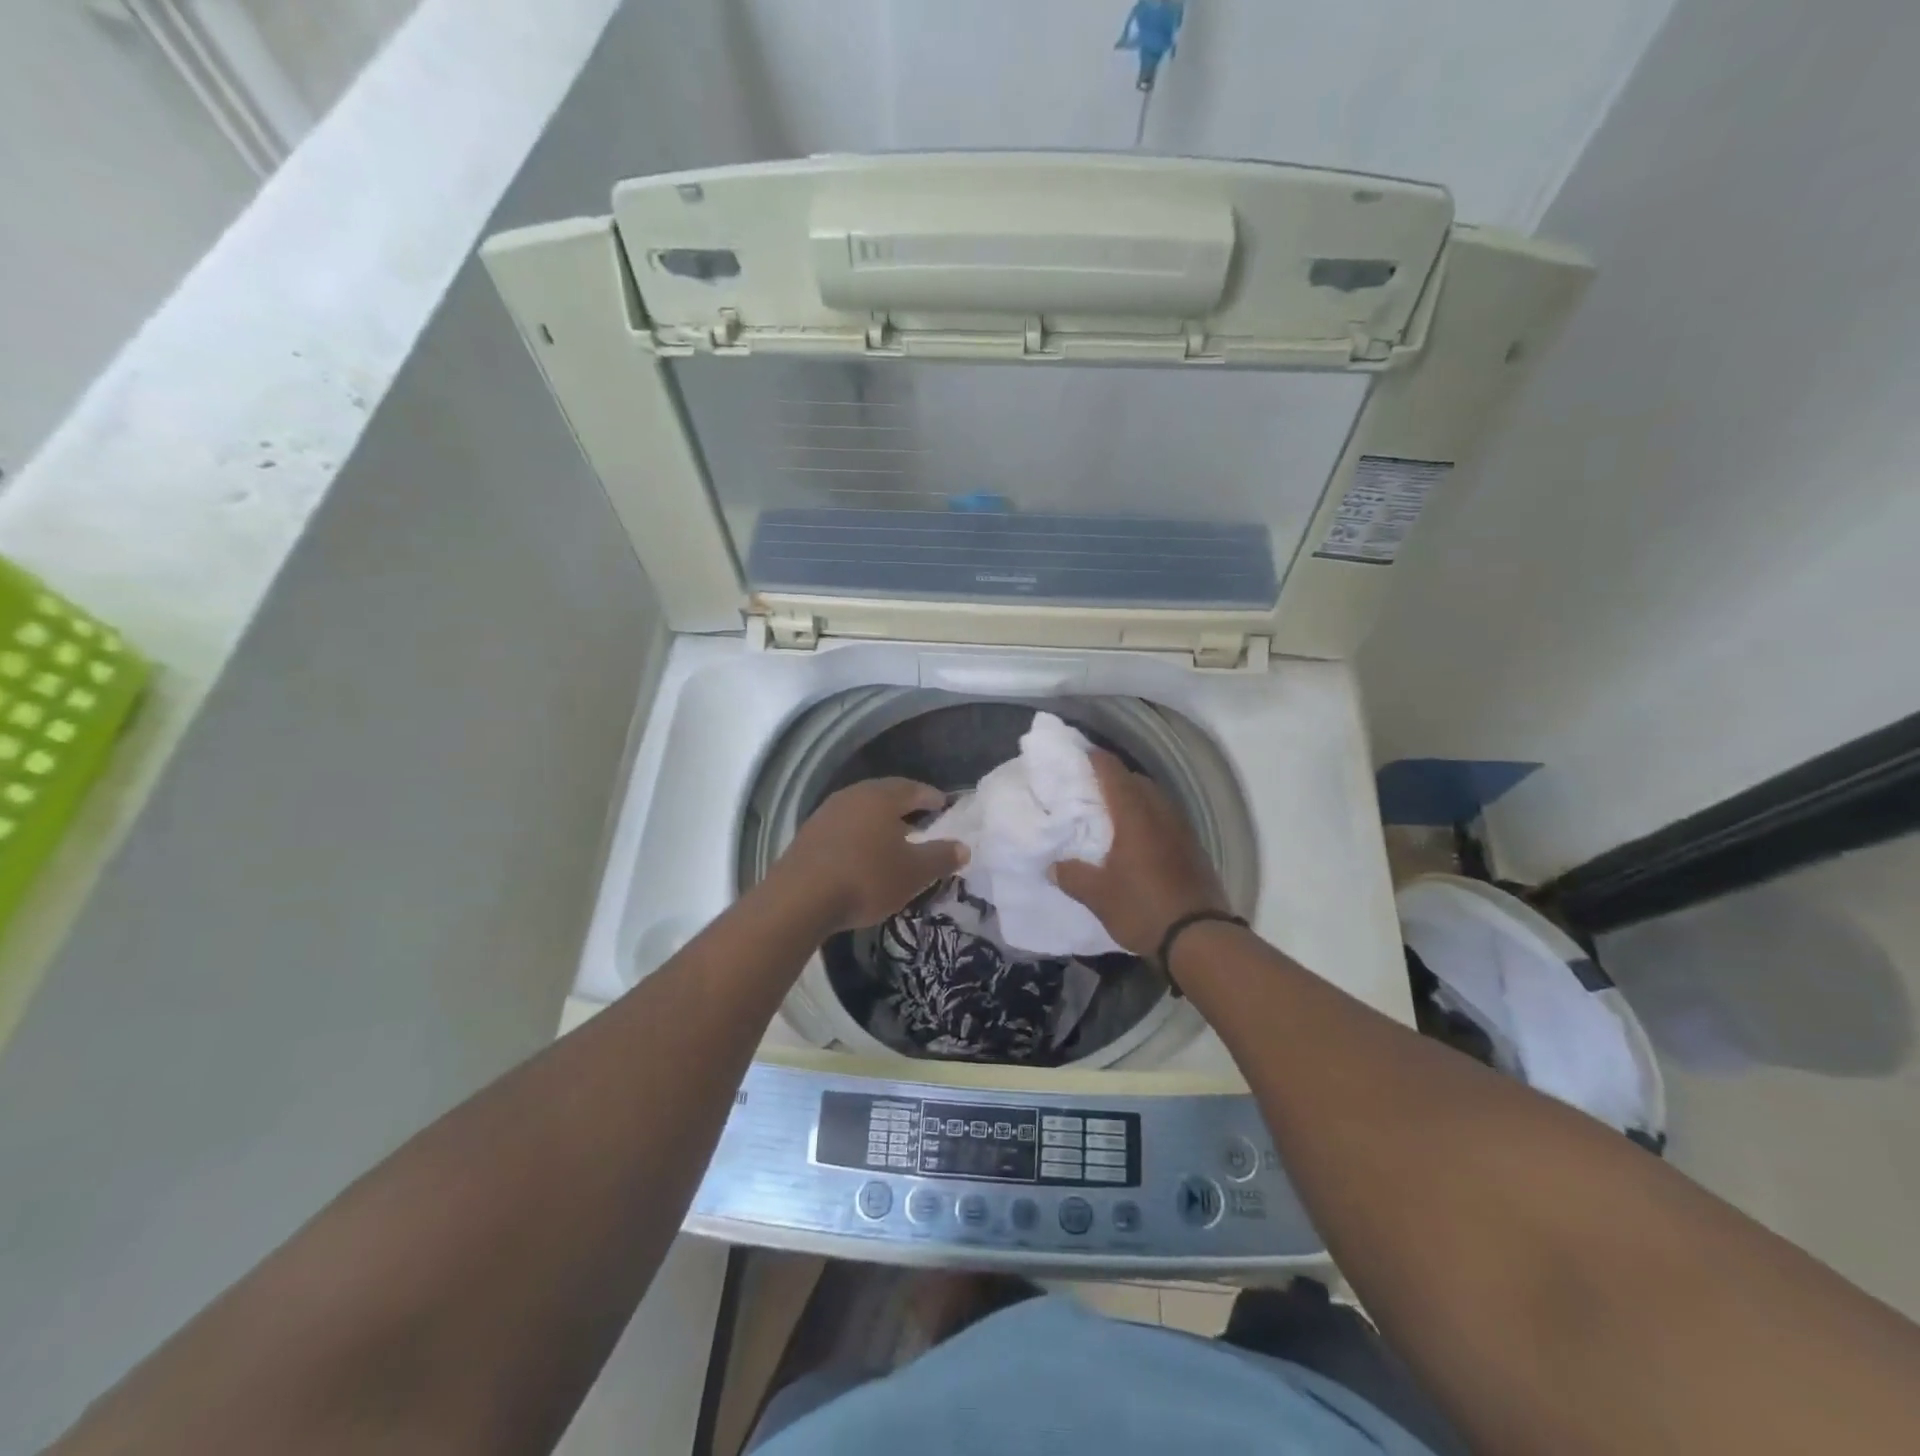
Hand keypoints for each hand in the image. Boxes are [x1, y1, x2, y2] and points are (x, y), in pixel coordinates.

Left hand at [764, 778, 967, 934]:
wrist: (799, 899)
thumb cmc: (866, 878)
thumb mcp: (913, 872)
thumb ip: (941, 857)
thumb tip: (963, 847)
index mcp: (881, 797)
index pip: (913, 788)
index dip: (931, 797)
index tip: (944, 806)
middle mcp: (853, 796)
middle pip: (885, 795)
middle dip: (905, 806)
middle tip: (922, 820)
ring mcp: (826, 813)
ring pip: (862, 810)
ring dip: (879, 821)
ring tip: (894, 838)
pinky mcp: (808, 835)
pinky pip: (843, 827)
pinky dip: (859, 835)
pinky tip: (863, 854)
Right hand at [1051, 750, 1230, 963]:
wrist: (1199, 938)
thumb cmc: (1143, 908)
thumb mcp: (1098, 896)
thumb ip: (1072, 876)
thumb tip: (1053, 865)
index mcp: (1135, 817)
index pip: (1114, 774)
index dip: (1097, 760)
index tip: (1080, 754)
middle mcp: (1161, 815)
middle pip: (1138, 781)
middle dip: (1115, 777)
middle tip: (1091, 786)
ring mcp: (1182, 830)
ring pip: (1155, 799)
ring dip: (1135, 797)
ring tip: (1112, 810)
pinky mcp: (1193, 848)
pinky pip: (1166, 819)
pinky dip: (1149, 817)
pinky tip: (1138, 837)